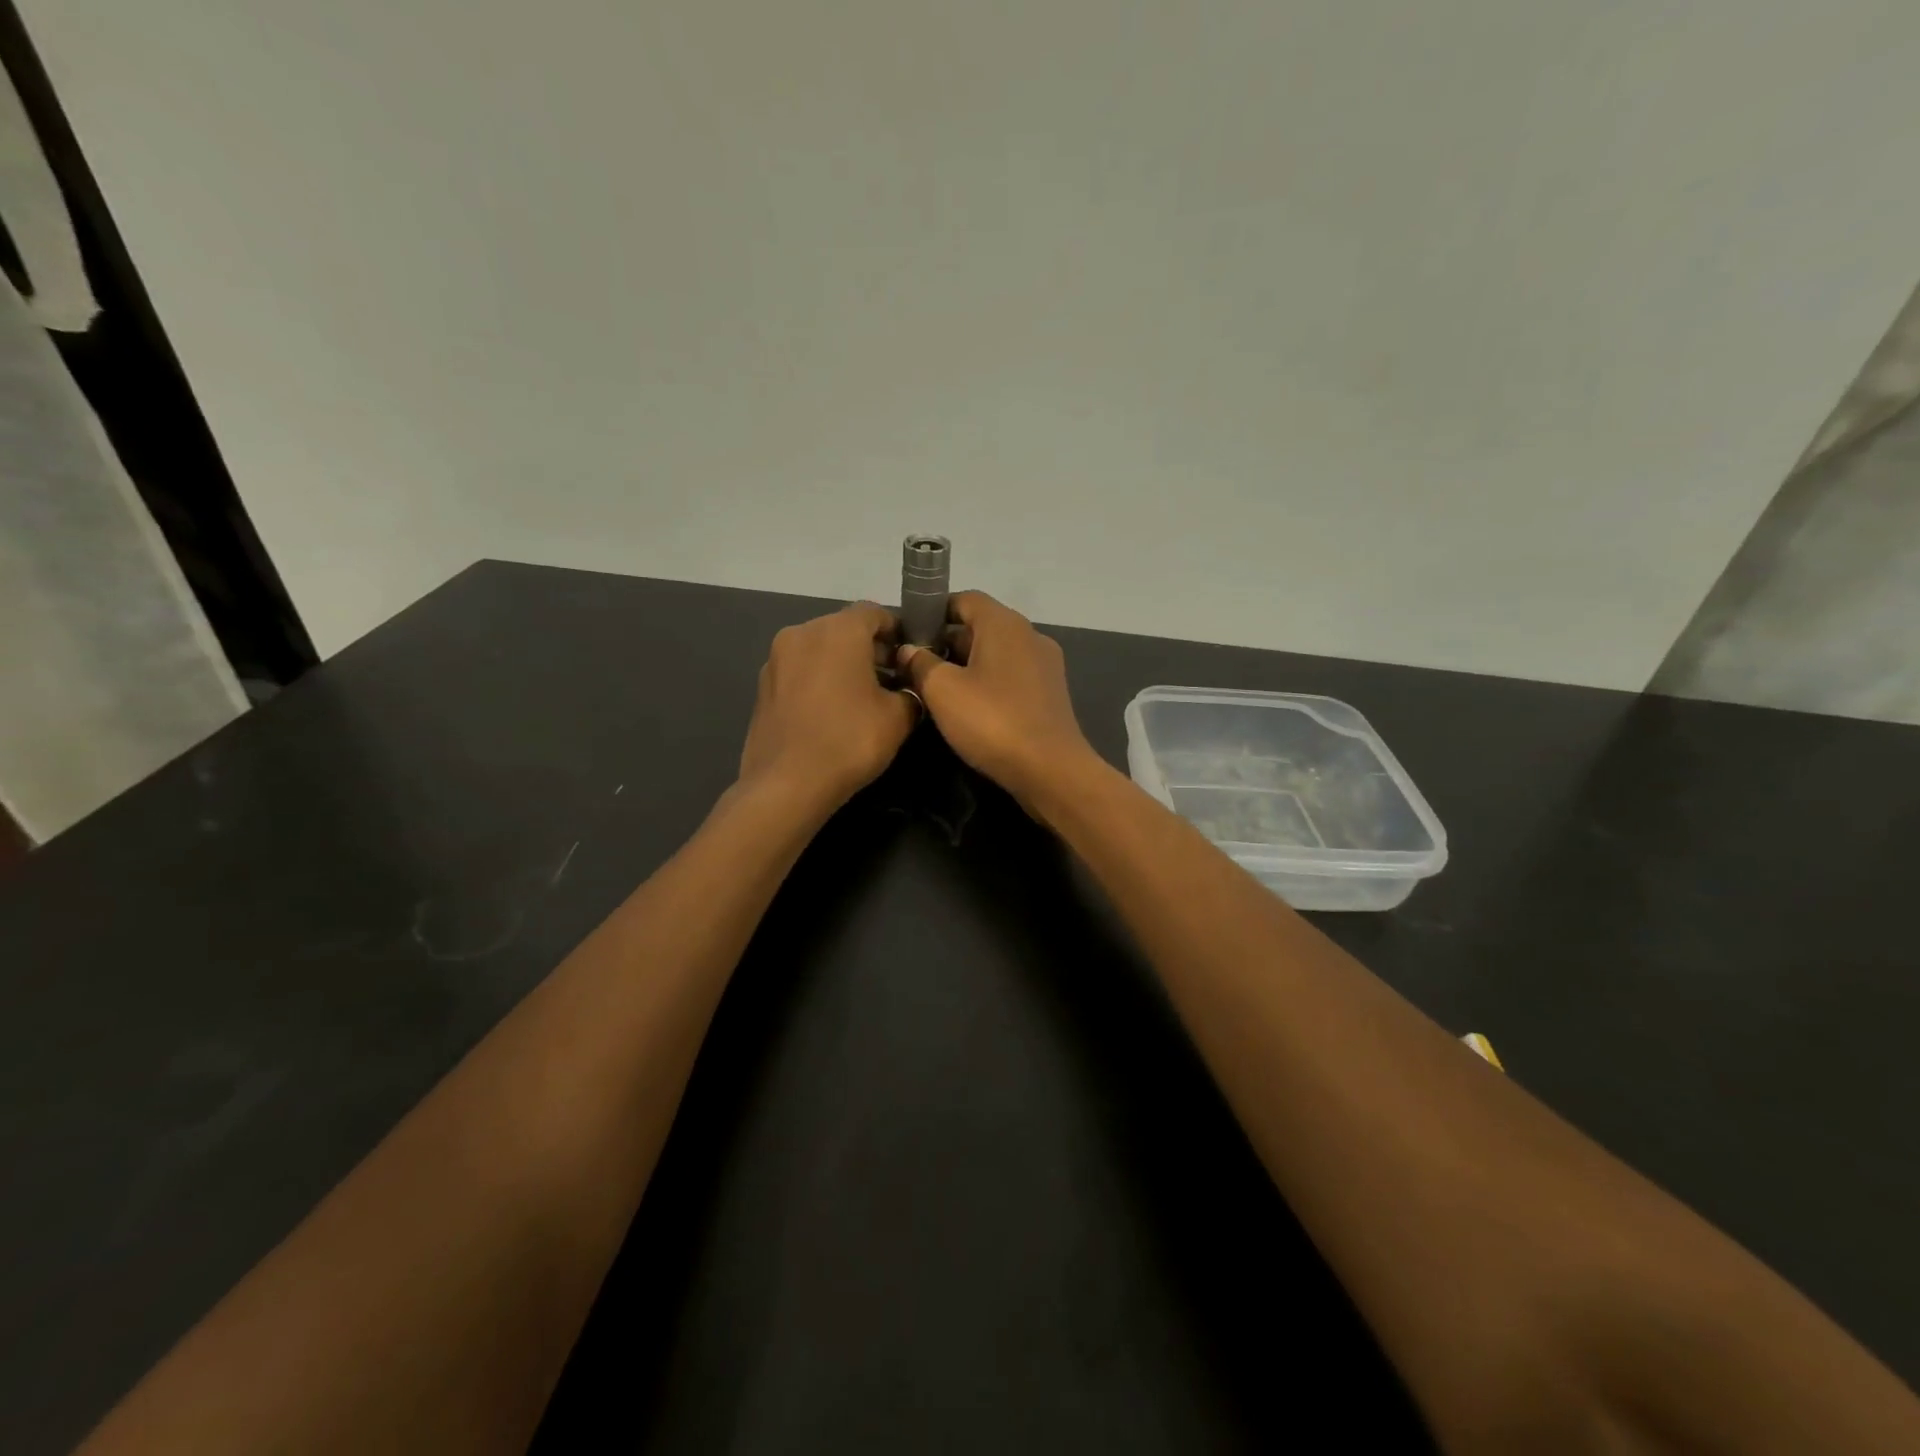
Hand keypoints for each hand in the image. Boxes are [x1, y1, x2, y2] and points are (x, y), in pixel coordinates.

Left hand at [739, 603, 916, 810]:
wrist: (786, 785)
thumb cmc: (849, 741)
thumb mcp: (898, 717)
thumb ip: (911, 692)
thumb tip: (908, 689)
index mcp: (838, 630)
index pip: (875, 612)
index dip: (898, 631)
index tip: (912, 658)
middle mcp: (803, 633)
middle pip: (845, 629)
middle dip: (871, 650)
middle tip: (893, 681)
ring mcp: (777, 659)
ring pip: (821, 650)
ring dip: (844, 665)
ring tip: (864, 700)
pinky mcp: (762, 686)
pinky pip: (801, 671)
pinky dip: (820, 681)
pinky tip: (833, 713)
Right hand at [896, 591, 1099, 811]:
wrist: (1050, 770)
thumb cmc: (992, 721)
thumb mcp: (943, 690)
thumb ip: (921, 663)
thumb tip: (909, 650)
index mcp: (1004, 624)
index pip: (964, 599)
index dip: (934, 611)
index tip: (909, 634)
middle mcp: (1029, 635)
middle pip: (981, 626)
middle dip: (947, 642)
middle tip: (916, 666)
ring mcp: (1044, 665)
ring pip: (996, 653)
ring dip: (967, 665)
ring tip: (937, 690)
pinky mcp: (1050, 694)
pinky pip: (1011, 676)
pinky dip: (988, 683)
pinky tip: (970, 708)